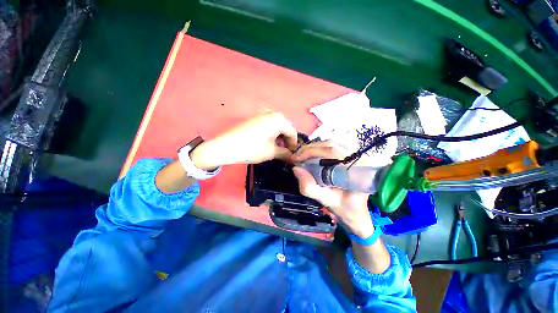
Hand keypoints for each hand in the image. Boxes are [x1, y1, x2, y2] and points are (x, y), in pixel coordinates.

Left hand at [190, 111, 297, 169]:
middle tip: (284, 153)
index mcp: (279, 119)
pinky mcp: (254, 119)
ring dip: (279, 138)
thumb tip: (292, 156)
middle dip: (286, 141)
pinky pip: (268, 126)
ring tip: (276, 149)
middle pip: (285, 128)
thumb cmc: (252, 149)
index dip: (294, 145)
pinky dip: (271, 134)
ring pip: (277, 127)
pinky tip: (267, 143)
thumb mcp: (272, 152)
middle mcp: (272, 113)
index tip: (293, 155)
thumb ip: (285, 153)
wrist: (226, 147)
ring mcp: (262, 114)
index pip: (293, 133)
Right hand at [292, 141, 374, 238]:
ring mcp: (356, 155)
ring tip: (301, 156)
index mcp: (357, 169)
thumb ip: (309, 187)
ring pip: (330, 144)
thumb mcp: (325, 200)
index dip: (311, 152)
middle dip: (309, 149)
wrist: (356, 210)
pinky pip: (332, 147)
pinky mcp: (350, 155)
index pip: (332, 152)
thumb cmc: (344, 207)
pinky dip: (318, 148)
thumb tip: (296, 168)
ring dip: (312, 148)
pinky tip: (310, 155)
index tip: (296, 159)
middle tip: (295, 157)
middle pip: (330, 145)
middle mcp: (359, 158)